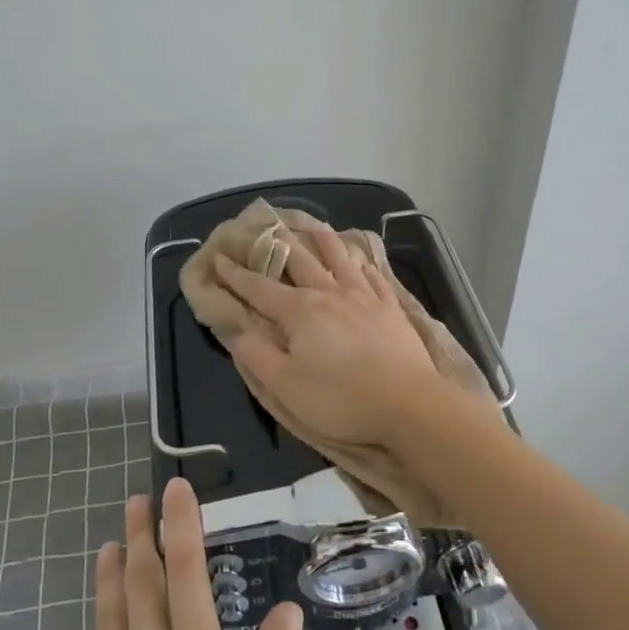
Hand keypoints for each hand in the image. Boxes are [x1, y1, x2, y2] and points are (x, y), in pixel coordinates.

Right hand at [213, 224, 445, 445]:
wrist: (409, 404)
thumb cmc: (341, 399)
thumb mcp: (286, 387)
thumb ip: (257, 356)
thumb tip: (238, 331)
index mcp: (300, 311)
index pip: (259, 288)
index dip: (236, 275)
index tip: (219, 259)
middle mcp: (329, 293)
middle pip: (300, 261)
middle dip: (277, 245)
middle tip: (264, 228)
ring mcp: (364, 297)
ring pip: (339, 258)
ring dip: (322, 240)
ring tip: (313, 225)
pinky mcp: (390, 307)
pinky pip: (373, 276)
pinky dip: (361, 263)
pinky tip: (360, 260)